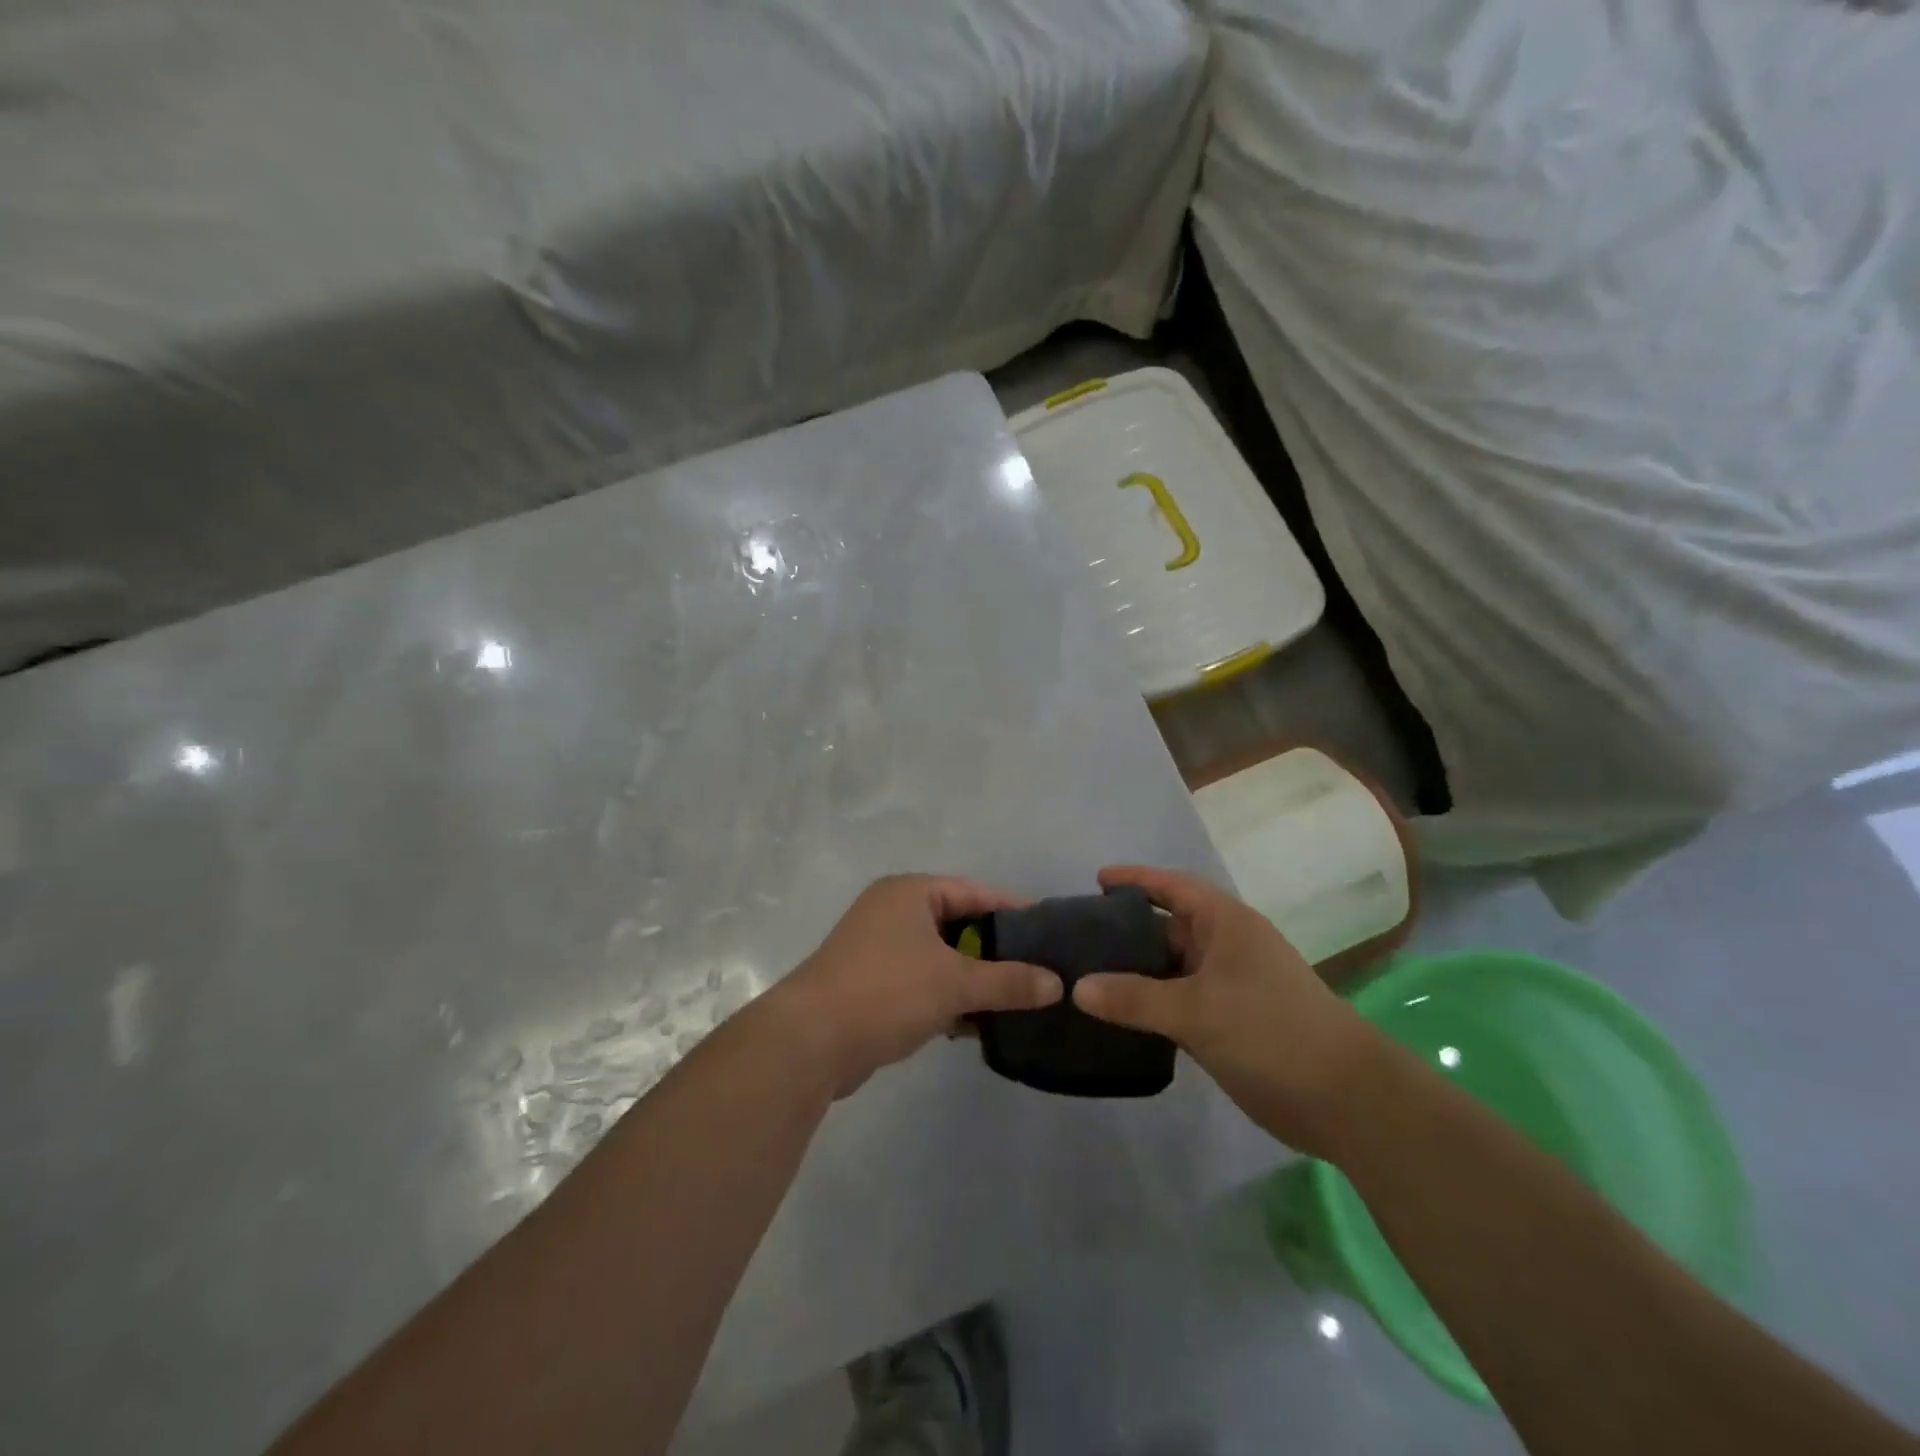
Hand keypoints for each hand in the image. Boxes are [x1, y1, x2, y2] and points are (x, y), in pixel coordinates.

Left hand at [773, 875, 1063, 1097]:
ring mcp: (878, 949)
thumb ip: (1008, 981)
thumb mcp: (954, 983)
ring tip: (1017, 999)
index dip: (1013, 910)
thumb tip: (1057, 983)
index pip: (974, 892)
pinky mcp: (871, 985)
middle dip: (995, 950)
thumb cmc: (886, 991)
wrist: (809, 1042)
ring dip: (972, 979)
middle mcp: (892, 912)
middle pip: (958, 925)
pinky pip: (922, 983)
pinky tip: (977, 1025)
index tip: (1050, 929)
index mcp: (909, 893)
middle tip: (1039, 969)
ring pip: (940, 958)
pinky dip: (947, 999)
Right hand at [1073, 865, 1376, 1153]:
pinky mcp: (1229, 1022)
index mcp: (1225, 924)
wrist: (1345, 1100)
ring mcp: (1229, 986)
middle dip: (1126, 929)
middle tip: (1078, 936)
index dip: (1135, 879)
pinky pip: (1179, 1002)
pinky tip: (1119, 1016)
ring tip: (1087, 975)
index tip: (1096, 880)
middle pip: (1167, 927)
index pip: (1172, 887)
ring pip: (1171, 969)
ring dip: (1136, 972)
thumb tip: (1077, 987)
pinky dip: (1151, 1004)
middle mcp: (1226, 947)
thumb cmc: (1271, 1032)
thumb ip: (1134, 998)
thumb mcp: (1196, 1010)